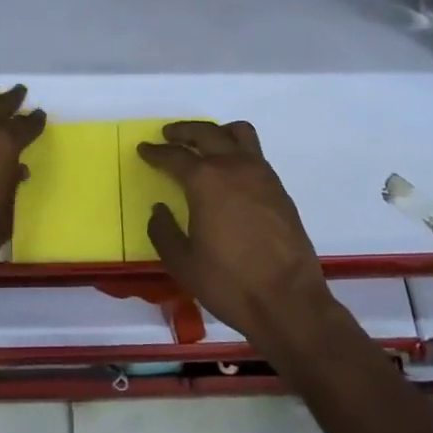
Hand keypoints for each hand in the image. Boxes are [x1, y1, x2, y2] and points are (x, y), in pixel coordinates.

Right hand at [138, 120, 331, 346]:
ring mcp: (261, 174)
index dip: (156, 152)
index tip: (144, 149)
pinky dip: (237, 150)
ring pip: (238, 133)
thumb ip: (164, 231)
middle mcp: (234, 167)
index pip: (175, 156)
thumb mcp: (183, 263)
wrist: (288, 301)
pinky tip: (230, 172)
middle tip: (169, 135)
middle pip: (206, 133)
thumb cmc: (230, 283)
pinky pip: (255, 154)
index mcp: (206, 180)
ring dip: (216, 132)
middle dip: (184, 131)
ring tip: (204, 143)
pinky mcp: (279, 189)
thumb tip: (159, 210)